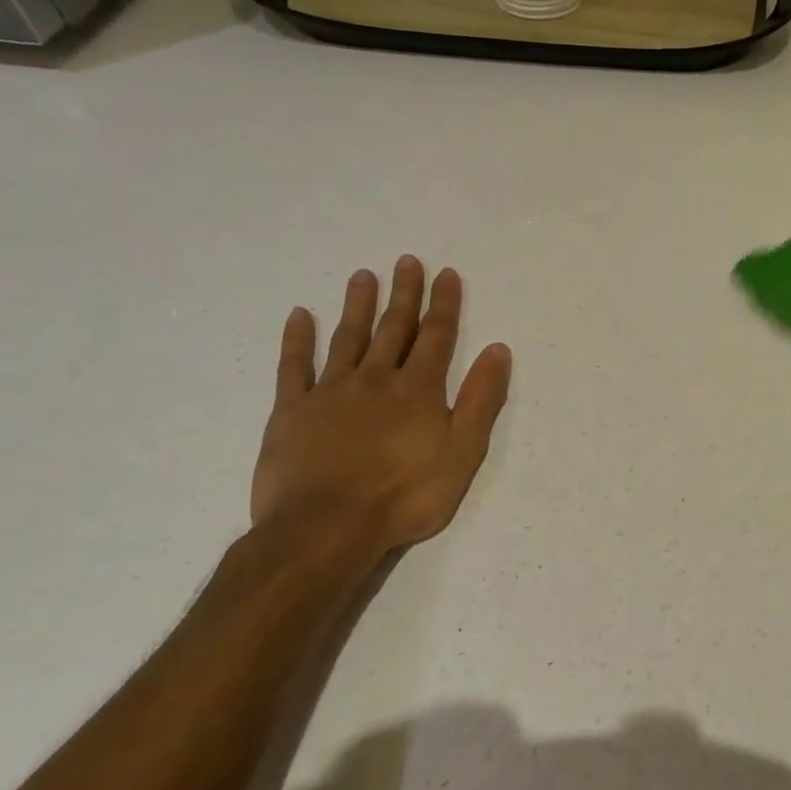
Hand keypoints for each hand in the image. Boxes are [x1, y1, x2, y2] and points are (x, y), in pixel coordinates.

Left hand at [251, 256, 511, 554]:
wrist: (326, 528)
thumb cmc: (405, 494)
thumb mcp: (463, 452)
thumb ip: (481, 399)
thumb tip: (498, 350)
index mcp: (418, 390)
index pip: (437, 337)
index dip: (444, 304)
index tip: (446, 274)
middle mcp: (376, 379)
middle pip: (394, 329)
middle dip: (404, 295)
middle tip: (407, 261)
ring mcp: (330, 392)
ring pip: (347, 338)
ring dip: (357, 306)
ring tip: (363, 276)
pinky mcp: (292, 411)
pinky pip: (294, 367)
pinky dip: (297, 340)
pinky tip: (300, 316)